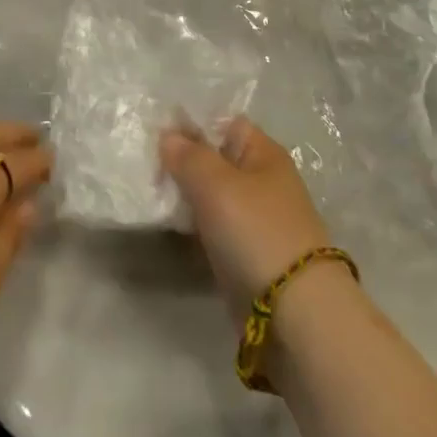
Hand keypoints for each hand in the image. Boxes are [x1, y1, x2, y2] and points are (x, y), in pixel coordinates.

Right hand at [160, 116, 337, 316]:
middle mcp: (260, 181)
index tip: (153, 129)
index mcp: (263, 153)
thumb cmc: (257, 232)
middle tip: (142, 162)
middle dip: (181, 161)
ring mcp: (253, 219)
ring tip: (146, 190)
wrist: (294, 314)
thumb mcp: (216, 184)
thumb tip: (168, 136)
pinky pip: (211, 227)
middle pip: (214, 159)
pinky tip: (164, 223)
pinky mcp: (244, 253)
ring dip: (183, 195)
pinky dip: (190, 225)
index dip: (190, 122)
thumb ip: (188, 155)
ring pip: (209, 195)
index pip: (223, 122)